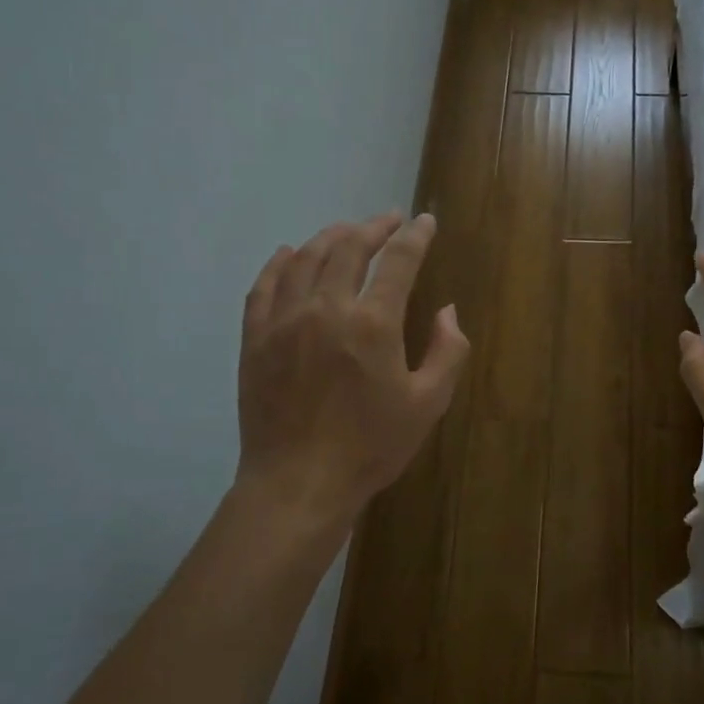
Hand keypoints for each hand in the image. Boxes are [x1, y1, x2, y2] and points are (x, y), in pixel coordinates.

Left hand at [236, 213, 469, 525]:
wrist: (299, 483)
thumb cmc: (371, 446)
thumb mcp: (428, 403)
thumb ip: (448, 351)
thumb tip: (447, 310)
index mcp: (373, 323)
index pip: (399, 261)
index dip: (415, 235)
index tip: (424, 221)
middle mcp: (326, 309)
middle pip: (348, 248)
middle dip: (373, 227)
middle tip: (388, 221)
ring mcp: (284, 321)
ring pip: (305, 259)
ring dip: (329, 237)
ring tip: (346, 232)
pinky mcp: (255, 338)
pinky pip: (264, 286)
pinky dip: (279, 263)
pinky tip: (288, 253)